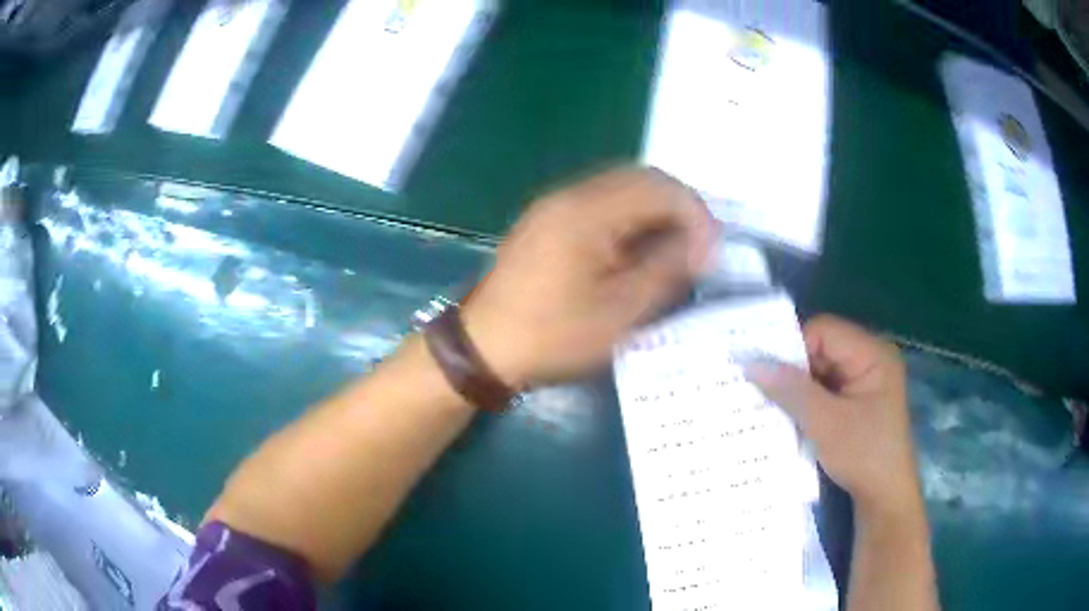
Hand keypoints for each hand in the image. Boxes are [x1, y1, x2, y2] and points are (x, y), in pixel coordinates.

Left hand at [462, 167, 715, 386]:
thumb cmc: (552, 336)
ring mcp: (555, 204)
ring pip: (622, 187)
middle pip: (641, 178)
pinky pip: (601, 203)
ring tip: (675, 250)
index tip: (711, 254)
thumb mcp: (619, 314)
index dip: (696, 215)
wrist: (482, 347)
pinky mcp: (548, 220)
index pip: (660, 187)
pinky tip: (638, 250)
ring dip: (656, 211)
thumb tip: (701, 245)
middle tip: (699, 248)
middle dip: (680, 207)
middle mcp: (570, 195)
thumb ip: (665, 271)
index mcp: (588, 212)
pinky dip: (631, 218)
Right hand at [745, 315, 921, 518]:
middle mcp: (871, 359)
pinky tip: (790, 417)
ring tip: (771, 405)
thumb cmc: (863, 456)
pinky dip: (808, 401)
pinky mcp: (859, 401)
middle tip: (762, 390)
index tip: (766, 374)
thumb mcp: (825, 423)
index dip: (793, 348)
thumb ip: (792, 390)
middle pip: (822, 349)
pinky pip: (827, 389)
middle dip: (794, 370)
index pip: (824, 331)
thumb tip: (752, 364)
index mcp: (872, 354)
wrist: (885, 498)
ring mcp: (865, 381)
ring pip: (821, 371)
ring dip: (798, 388)